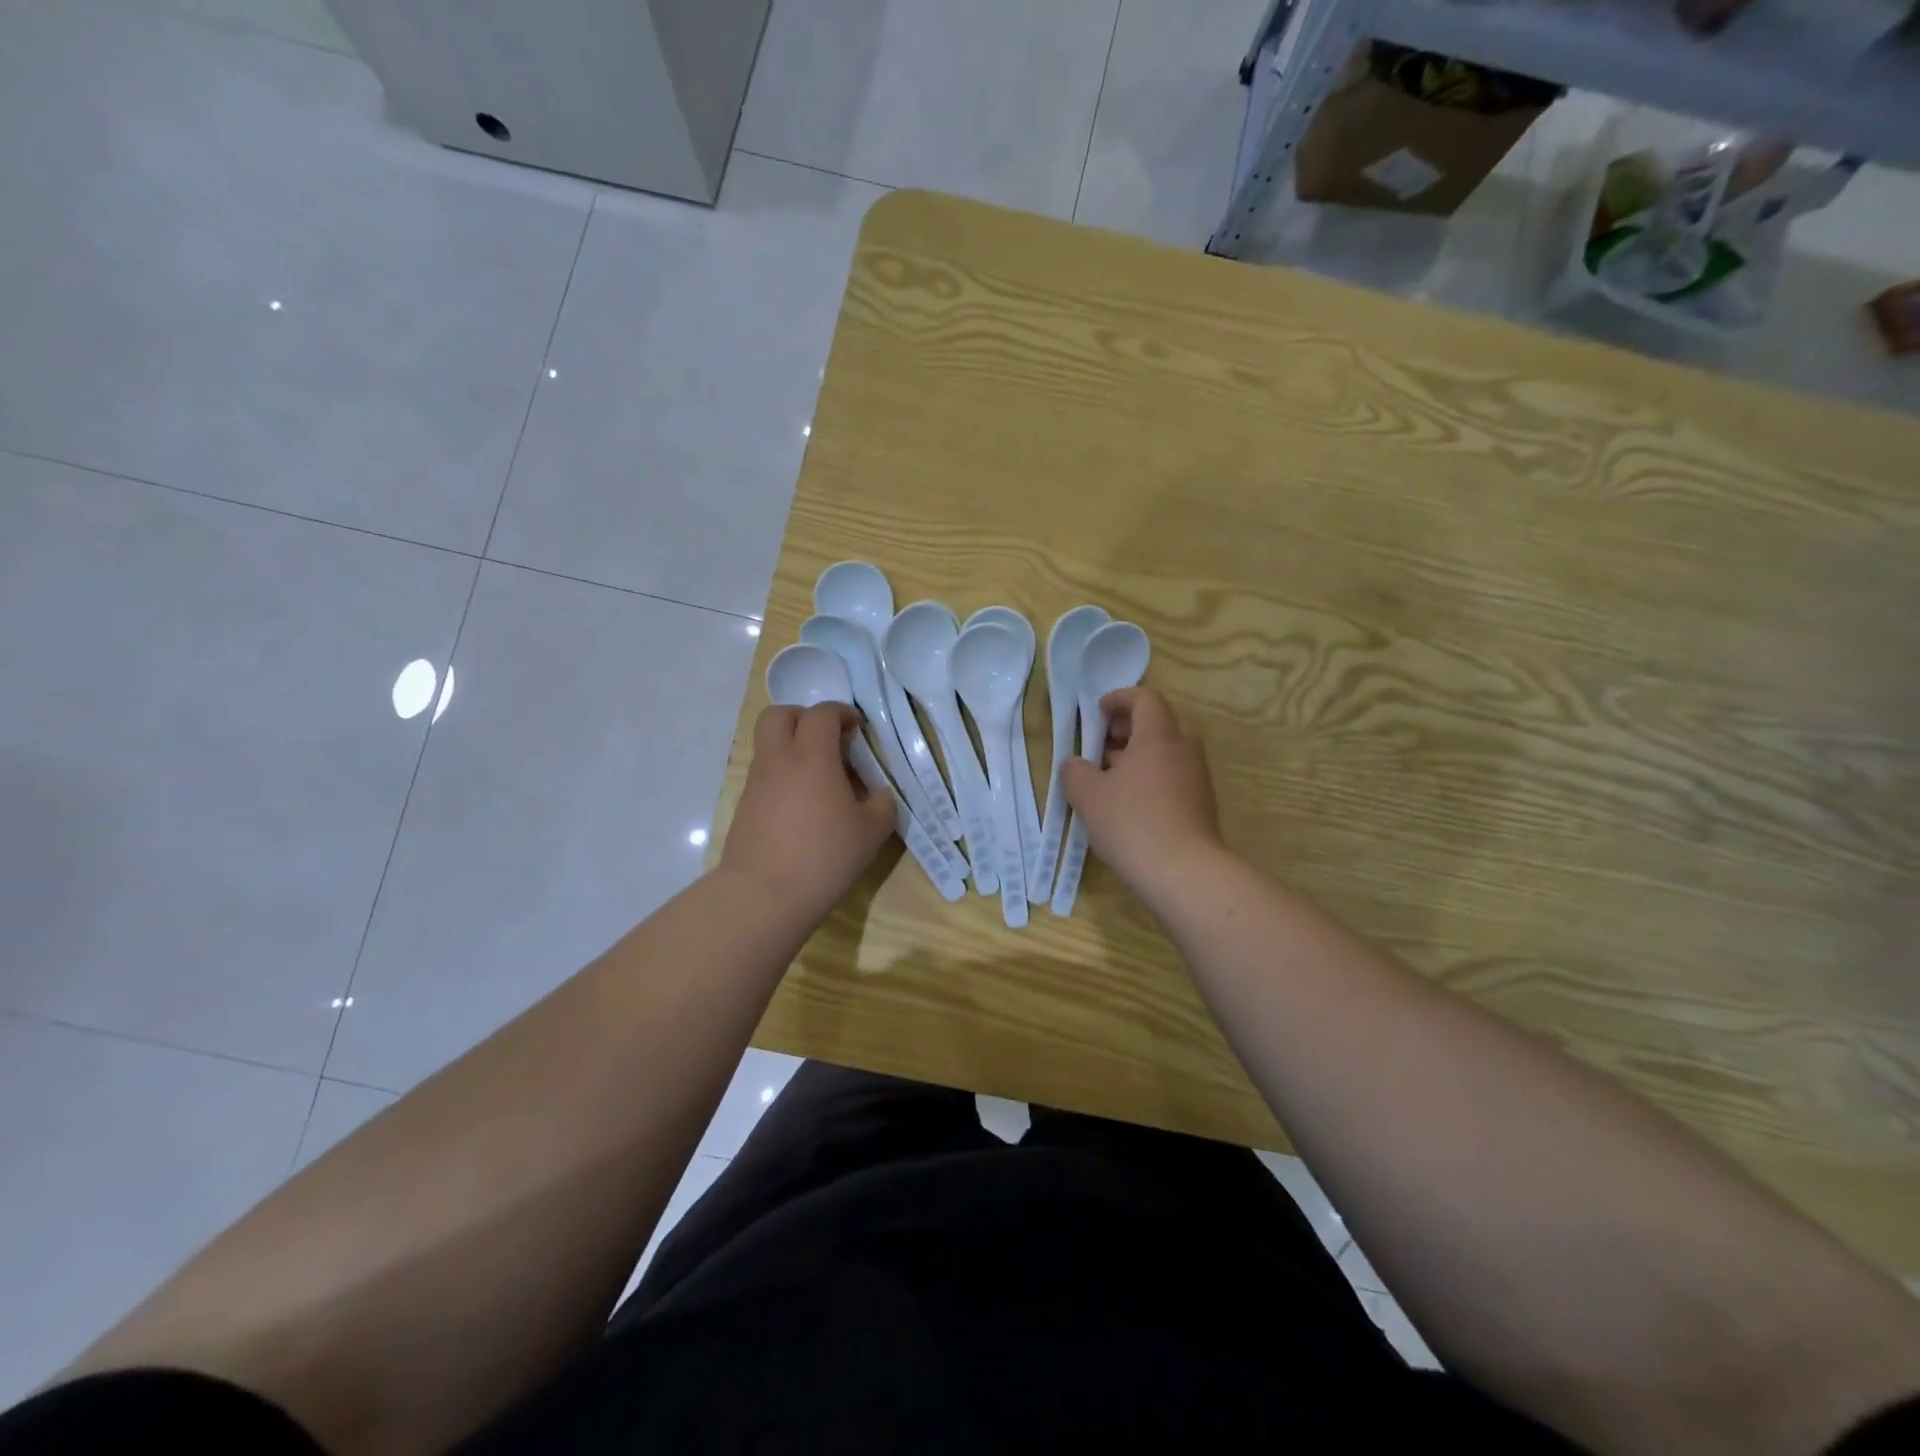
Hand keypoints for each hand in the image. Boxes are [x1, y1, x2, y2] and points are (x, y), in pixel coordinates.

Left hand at [722, 703, 895, 916]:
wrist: (763, 895)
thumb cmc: (824, 855)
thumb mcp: (872, 832)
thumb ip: (881, 804)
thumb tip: (876, 794)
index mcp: (812, 756)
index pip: (822, 713)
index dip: (841, 713)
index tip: (857, 729)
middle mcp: (778, 760)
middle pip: (779, 715)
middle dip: (803, 717)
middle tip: (827, 740)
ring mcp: (756, 783)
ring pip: (768, 745)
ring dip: (793, 749)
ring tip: (821, 781)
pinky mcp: (744, 807)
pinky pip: (764, 775)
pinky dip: (784, 777)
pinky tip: (804, 808)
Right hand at [1060, 687, 1223, 897]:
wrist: (1184, 872)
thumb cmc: (1132, 822)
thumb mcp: (1088, 795)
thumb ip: (1075, 772)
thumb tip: (1074, 764)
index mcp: (1158, 735)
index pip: (1145, 698)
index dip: (1119, 699)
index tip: (1098, 712)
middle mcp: (1184, 749)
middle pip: (1161, 722)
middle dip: (1131, 727)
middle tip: (1105, 743)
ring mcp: (1197, 777)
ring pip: (1169, 751)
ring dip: (1141, 754)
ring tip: (1112, 777)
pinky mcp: (1202, 804)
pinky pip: (1175, 776)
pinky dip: (1153, 777)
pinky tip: (1131, 803)